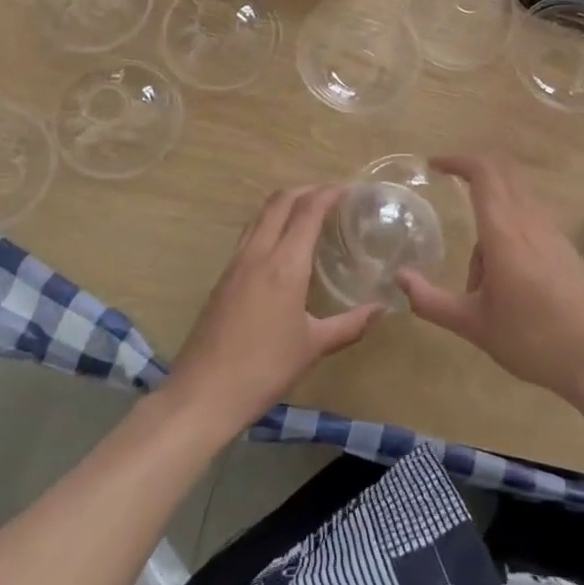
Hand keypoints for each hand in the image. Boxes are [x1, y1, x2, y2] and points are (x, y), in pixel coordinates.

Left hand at [166, 185, 384, 432]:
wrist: (203, 394)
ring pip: (260, 215)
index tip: (349, 190)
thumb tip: (381, 309)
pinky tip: (282, 246)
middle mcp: (258, 253)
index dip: (329, 193)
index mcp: (284, 265)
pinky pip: (249, 235)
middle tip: (331, 196)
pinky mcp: (222, 278)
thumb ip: (350, 324)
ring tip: (308, 213)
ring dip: (284, 204)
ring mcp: (235, 264)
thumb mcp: (313, 347)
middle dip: (306, 190)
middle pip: (280, 201)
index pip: (308, 211)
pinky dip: (269, 224)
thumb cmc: (264, 369)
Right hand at [396, 155, 583, 409]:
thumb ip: (431, 301)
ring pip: (515, 203)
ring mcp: (554, 233)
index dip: (458, 161)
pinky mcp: (566, 249)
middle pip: (503, 174)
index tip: (434, 165)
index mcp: (505, 233)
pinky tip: (508, 286)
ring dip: (491, 221)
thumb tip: (399, 278)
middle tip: (450, 184)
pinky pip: (530, 223)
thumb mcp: (475, 326)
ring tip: (480, 285)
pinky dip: (509, 235)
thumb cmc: (534, 341)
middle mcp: (531, 222)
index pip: (483, 174)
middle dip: (473, 173)